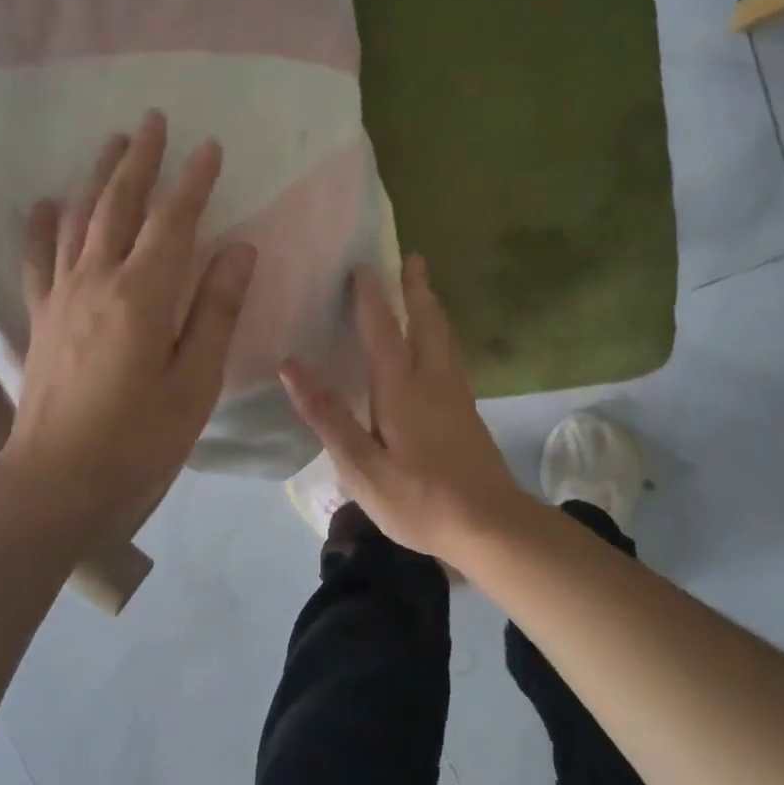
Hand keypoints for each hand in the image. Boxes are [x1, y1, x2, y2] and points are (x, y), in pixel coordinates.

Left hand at [0, 111, 256, 531]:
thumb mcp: (194, 383)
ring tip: (110, 144)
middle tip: (152, 119)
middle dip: (139, 159)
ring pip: (78, 220)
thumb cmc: (138, 441)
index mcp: (143, 295)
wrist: (57, 483)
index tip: (209, 146)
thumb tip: (239, 249)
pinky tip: (46, 204)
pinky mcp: (41, 318)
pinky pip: (39, 259)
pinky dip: (43, 226)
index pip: (173, 222)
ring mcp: (61, 297)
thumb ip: (216, 311)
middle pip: (118, 204)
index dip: (193, 182)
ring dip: (97, 178)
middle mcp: (96, 280)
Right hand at [280, 255, 525, 561]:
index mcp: (402, 390)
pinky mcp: (468, 416)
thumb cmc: (419, 500)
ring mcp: (457, 398)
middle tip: (412, 258)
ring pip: (445, 340)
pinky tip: (437, 351)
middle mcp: (434, 383)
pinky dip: (441, 337)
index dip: (371, 297)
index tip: (363, 265)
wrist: (492, 527)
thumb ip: (328, 416)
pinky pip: (452, 359)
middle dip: (417, 289)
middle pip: (427, 324)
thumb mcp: (361, 466)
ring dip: (432, 309)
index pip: (383, 331)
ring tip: (425, 292)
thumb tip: (292, 365)